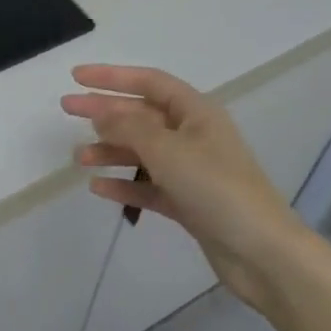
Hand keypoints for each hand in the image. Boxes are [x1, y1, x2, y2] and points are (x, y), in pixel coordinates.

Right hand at [61, 65, 313, 317]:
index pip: (148, 82)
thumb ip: (129, 127)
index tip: (77, 76)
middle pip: (141, 115)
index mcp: (196, 112)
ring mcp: (192, 170)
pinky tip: (99, 188)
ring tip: (79, 158)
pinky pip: (149, 185)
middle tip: (67, 109)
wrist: (263, 254)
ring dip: (110, 150)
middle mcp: (193, 135)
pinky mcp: (189, 202)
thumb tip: (101, 111)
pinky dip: (125, 184)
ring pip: (142, 151)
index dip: (112, 76)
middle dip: (104, 111)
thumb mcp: (168, 150)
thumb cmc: (216, 188)